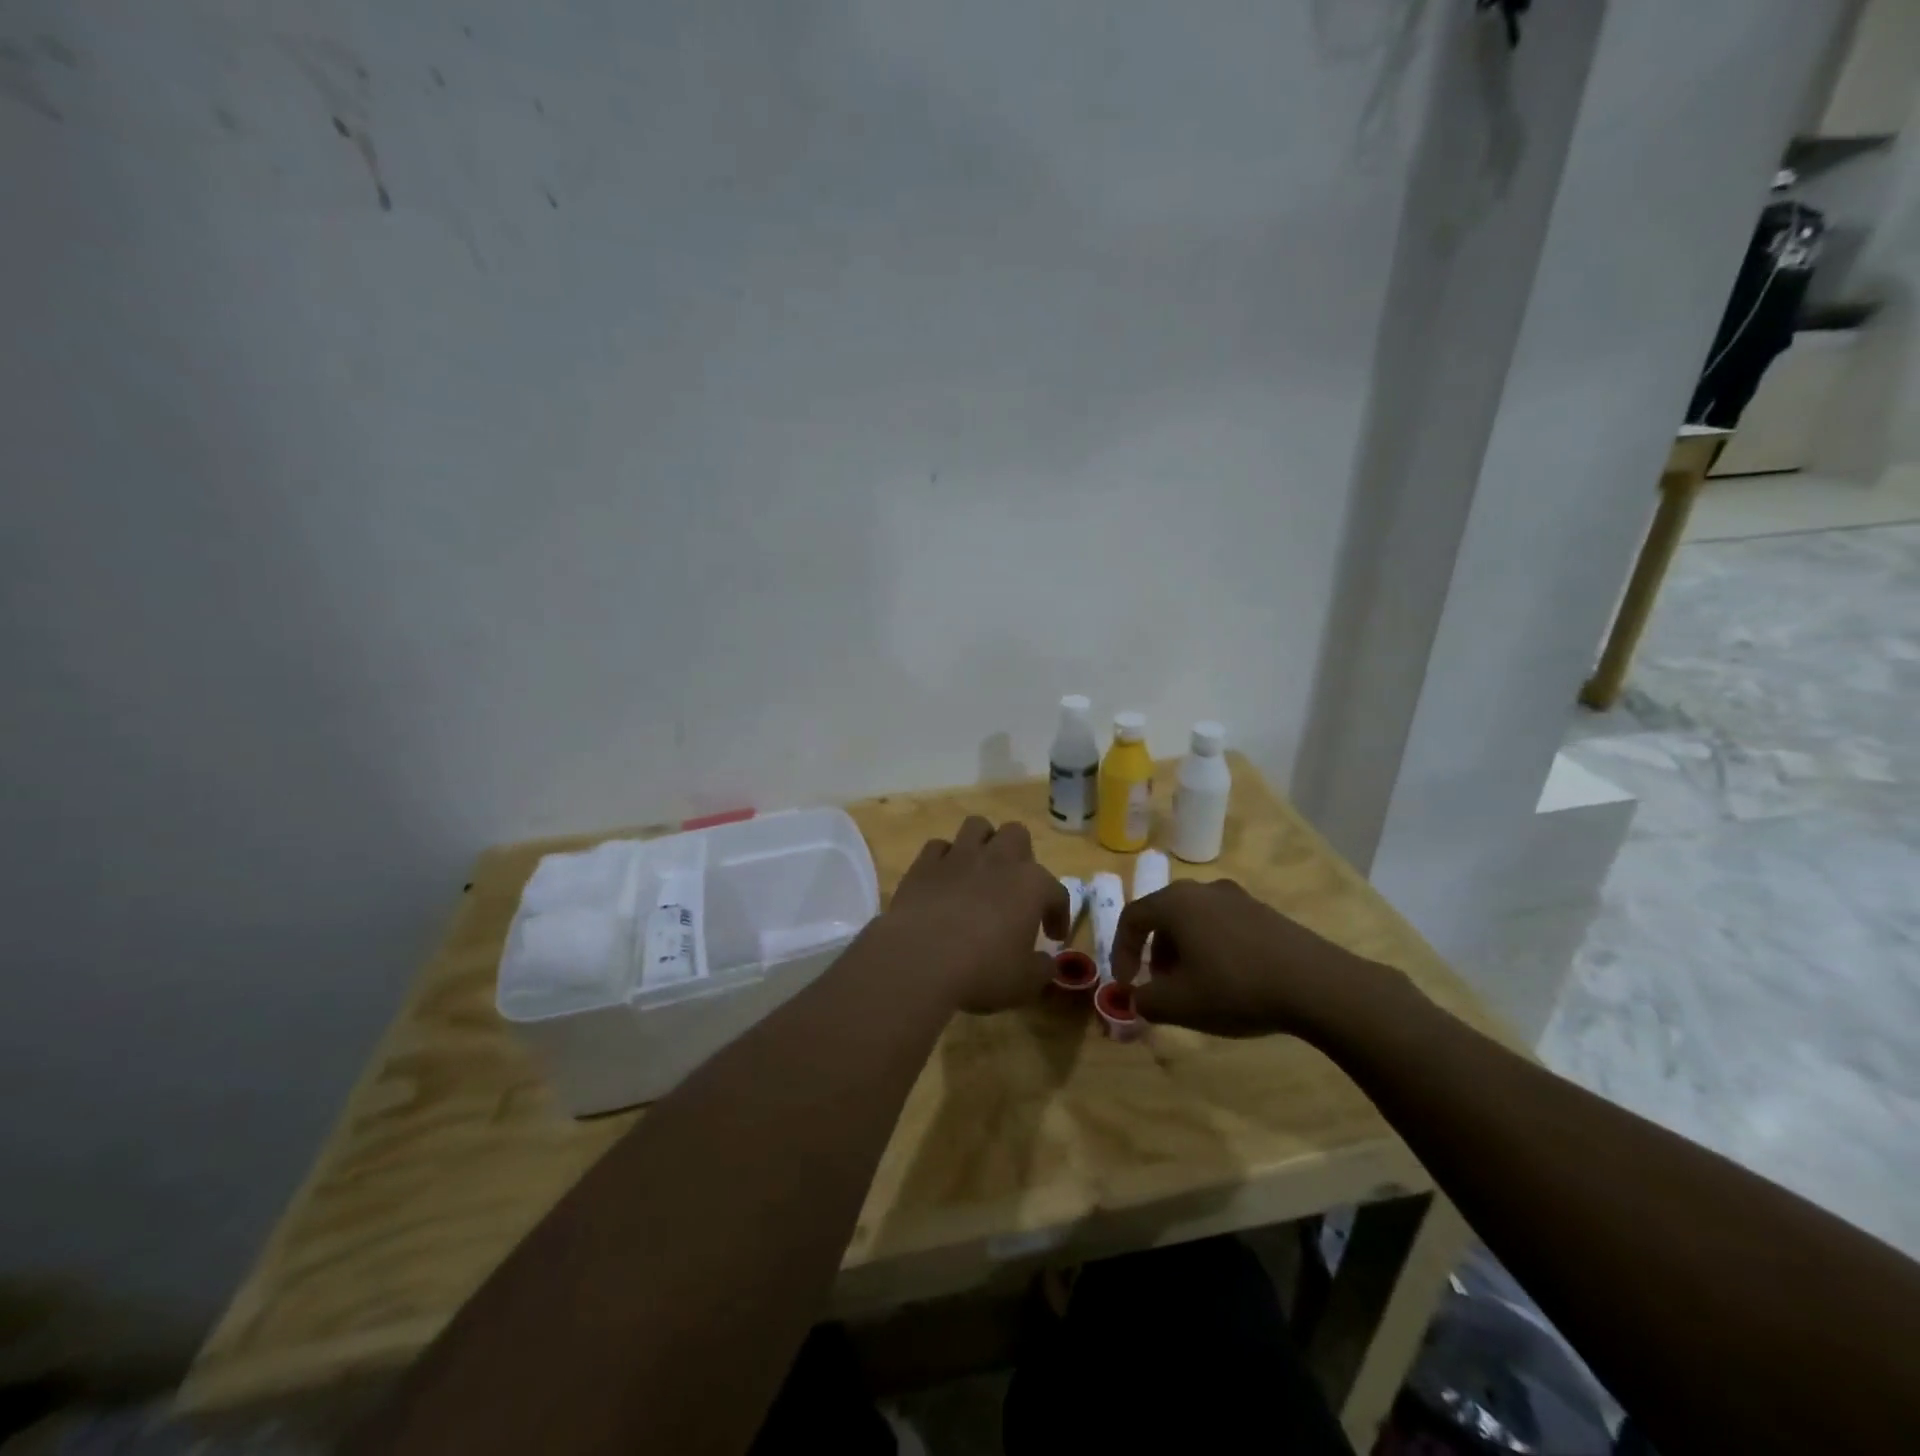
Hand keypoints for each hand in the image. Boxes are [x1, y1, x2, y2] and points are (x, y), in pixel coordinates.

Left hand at [879, 817, 1069, 1013]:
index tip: (1053, 936)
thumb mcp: (1025, 982)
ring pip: (977, 827)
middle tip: (1015, 888)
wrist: (919, 961)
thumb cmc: (982, 972)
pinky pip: (938, 847)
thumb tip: (1047, 963)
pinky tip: (944, 880)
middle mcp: (997, 860)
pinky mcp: (923, 864)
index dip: (1058, 913)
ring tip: (981, 871)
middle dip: (1020, 855)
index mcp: (1031, 885)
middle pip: (1016, 834)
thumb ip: (1042, 969)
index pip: (1056, 892)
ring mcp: (958, 857)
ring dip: (983, 843)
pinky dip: (944, 859)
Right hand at [1110, 879, 1388, 1038]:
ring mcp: (1238, 898)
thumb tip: (1137, 997)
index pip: (1132, 917)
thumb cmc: (1235, 988)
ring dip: (1184, 950)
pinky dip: (1212, 948)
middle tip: (1160, 985)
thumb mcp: (1179, 1004)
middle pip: (1164, 916)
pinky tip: (1230, 980)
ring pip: (1194, 920)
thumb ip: (1145, 1000)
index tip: (1126, 983)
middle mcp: (1203, 890)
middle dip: (1154, 952)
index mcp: (1175, 903)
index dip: (1121, 951)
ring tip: (1195, 986)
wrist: (1316, 985)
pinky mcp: (1265, 912)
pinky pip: (1223, 925)